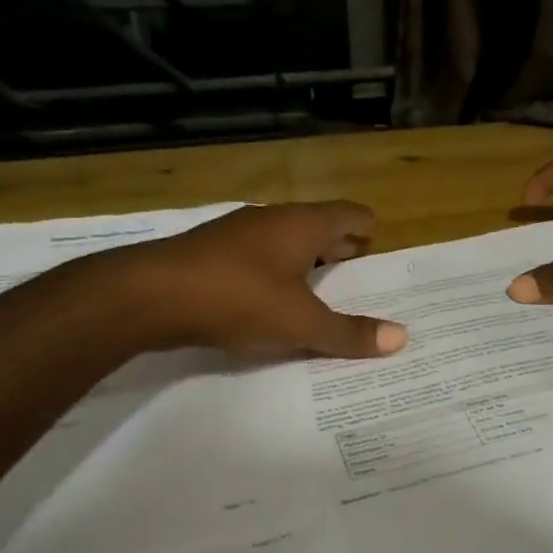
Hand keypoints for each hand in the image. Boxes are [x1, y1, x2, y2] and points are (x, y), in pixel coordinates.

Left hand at [106, 203, 407, 357]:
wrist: (150, 295)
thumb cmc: (239, 298)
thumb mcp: (301, 322)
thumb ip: (349, 333)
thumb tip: (402, 338)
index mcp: (301, 225)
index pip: (347, 214)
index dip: (365, 225)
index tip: (379, 236)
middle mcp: (271, 220)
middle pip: (317, 225)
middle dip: (339, 242)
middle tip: (361, 260)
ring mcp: (236, 234)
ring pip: (284, 240)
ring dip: (306, 257)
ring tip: (323, 281)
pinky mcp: (210, 254)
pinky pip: (257, 257)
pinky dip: (276, 270)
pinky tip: (274, 295)